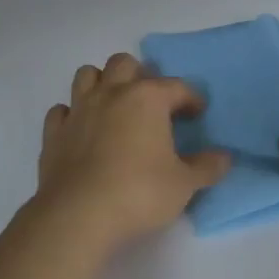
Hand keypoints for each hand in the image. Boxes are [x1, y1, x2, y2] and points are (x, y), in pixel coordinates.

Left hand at [34, 53, 231, 250]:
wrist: (78, 214)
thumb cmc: (139, 193)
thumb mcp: (184, 185)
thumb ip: (206, 167)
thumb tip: (224, 157)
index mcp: (146, 98)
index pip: (175, 86)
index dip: (190, 97)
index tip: (197, 112)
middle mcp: (111, 93)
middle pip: (124, 64)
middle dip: (140, 75)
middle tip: (151, 102)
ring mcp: (78, 110)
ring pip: (87, 75)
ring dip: (102, 83)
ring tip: (114, 105)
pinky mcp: (54, 132)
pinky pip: (61, 110)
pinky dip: (72, 114)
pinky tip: (82, 130)